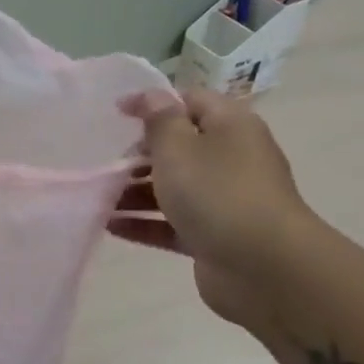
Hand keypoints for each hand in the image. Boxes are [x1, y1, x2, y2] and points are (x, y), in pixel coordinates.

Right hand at [111, 87, 318, 332]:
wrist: (264, 267)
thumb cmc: (217, 192)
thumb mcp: (178, 146)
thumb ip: (159, 119)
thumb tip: (151, 95)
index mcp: (230, 127)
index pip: (189, 101)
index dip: (152, 103)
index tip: (116, 113)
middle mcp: (231, 158)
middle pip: (180, 147)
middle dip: (140, 154)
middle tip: (107, 162)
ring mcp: (225, 200)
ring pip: (174, 188)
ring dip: (135, 192)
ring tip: (99, 197)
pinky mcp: (215, 236)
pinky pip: (173, 223)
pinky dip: (144, 223)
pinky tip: (110, 226)